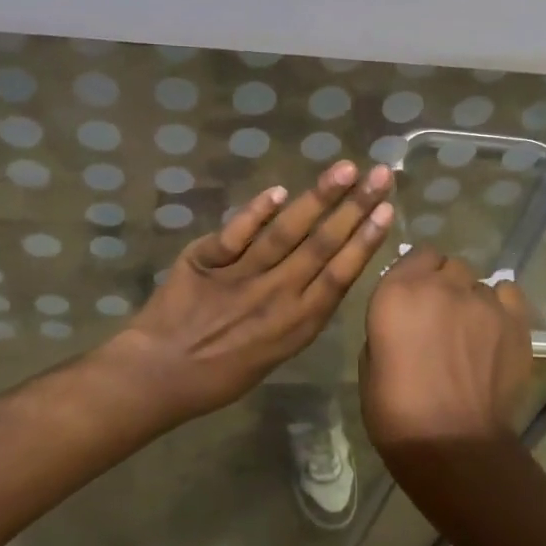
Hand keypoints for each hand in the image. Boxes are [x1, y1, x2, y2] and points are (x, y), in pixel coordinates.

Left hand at [102, 161, 394, 424]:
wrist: (158, 375)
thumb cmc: (220, 375)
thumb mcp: (275, 355)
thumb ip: (301, 314)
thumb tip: (325, 275)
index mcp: (296, 324)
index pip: (340, 274)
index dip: (365, 240)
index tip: (387, 210)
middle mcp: (275, 296)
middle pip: (322, 245)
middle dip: (355, 206)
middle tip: (379, 174)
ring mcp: (240, 276)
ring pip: (286, 232)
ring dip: (318, 198)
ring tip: (344, 170)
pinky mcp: (206, 261)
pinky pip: (236, 233)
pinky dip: (256, 211)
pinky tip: (278, 191)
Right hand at [360, 246, 531, 460]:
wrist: (453, 445)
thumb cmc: (396, 412)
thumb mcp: (370, 363)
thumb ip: (388, 326)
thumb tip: (404, 321)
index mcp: (398, 291)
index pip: (417, 254)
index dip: (418, 274)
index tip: (415, 297)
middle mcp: (442, 285)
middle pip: (450, 266)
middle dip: (446, 285)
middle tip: (441, 318)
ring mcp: (483, 300)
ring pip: (479, 283)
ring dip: (472, 300)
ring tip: (471, 333)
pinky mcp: (515, 320)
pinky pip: (508, 294)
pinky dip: (501, 306)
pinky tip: (495, 330)